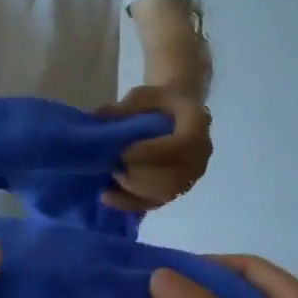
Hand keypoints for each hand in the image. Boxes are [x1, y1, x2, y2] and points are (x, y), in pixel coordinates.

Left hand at [99, 83, 211, 211]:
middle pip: (174, 176)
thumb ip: (125, 108)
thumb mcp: (144, 95)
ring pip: (164, 193)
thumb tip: (97, 119)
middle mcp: (200, 155)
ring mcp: (191, 176)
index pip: (182, 145)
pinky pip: (156, 202)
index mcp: (198, 124)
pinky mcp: (178, 190)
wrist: (178, 112)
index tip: (124, 155)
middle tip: (113, 169)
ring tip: (109, 181)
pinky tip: (107, 196)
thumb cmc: (161, 101)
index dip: (153, 153)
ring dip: (133, 190)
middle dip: (139, 176)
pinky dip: (131, 202)